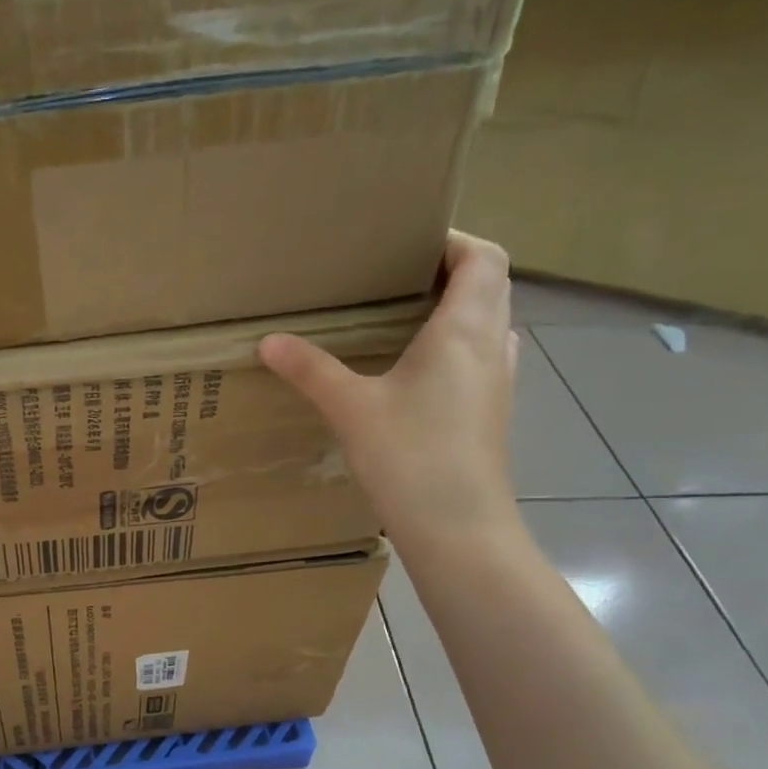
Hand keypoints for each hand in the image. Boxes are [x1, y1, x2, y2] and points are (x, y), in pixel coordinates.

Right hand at [260, 232, 521, 549]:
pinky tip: (418, 373)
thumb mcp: (351, 408)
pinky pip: (482, 359)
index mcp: (465, 328)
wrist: (458, 528)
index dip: (453, 240)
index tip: (409, 243)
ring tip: (405, 319)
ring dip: (458, 310)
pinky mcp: (491, 414)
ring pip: (489, 323)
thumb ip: (311, 370)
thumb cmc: (411, 457)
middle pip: (490, 285)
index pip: (482, 257)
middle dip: (450, 271)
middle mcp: (492, 346)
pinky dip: (458, 348)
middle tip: (396, 278)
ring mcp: (498, 383)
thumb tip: (269, 341)